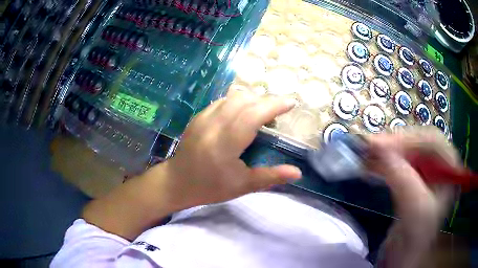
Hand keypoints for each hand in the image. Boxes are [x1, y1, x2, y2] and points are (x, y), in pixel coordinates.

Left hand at [149, 87, 301, 209]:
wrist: (177, 182)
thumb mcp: (242, 186)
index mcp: (225, 144)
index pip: (253, 115)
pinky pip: (221, 101)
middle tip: (277, 113)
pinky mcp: (198, 116)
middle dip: (265, 101)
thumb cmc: (210, 187)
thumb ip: (271, 177)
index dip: (274, 106)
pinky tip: (241, 114)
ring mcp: (203, 118)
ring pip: (232, 97)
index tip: (291, 103)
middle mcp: (213, 125)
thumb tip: (297, 172)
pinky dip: (237, 102)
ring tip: (261, 113)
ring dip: (251, 100)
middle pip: (244, 100)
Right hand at [365, 127, 459, 238]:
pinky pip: (399, 162)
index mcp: (449, 168)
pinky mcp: (412, 180)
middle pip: (418, 143)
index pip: (432, 141)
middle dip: (395, 143)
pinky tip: (371, 163)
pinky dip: (384, 162)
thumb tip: (378, 147)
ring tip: (366, 153)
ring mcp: (426, 172)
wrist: (403, 259)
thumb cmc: (415, 237)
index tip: (381, 145)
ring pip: (407, 151)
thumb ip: (402, 177)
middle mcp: (440, 165)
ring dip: (387, 152)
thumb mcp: (414, 209)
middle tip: (369, 146)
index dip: (408, 138)